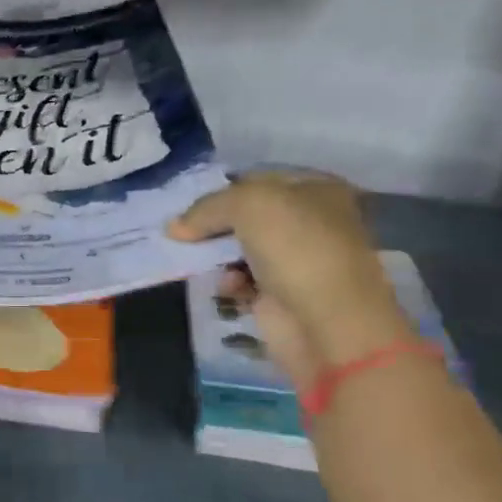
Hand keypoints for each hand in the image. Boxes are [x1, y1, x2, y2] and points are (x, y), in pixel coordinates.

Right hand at [167, 171, 408, 387]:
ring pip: (240, 249)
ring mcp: (296, 260)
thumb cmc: (296, 247)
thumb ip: (206, 208)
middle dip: (214, 225)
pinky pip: (242, 281)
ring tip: (202, 261)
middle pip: (246, 216)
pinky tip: (229, 287)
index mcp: (316, 189)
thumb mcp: (246, 205)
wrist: (326, 321)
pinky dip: (230, 283)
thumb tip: (175, 228)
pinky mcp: (282, 295)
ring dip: (217, 255)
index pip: (257, 180)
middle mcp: (309, 221)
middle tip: (184, 233)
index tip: (189, 205)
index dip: (222, 190)